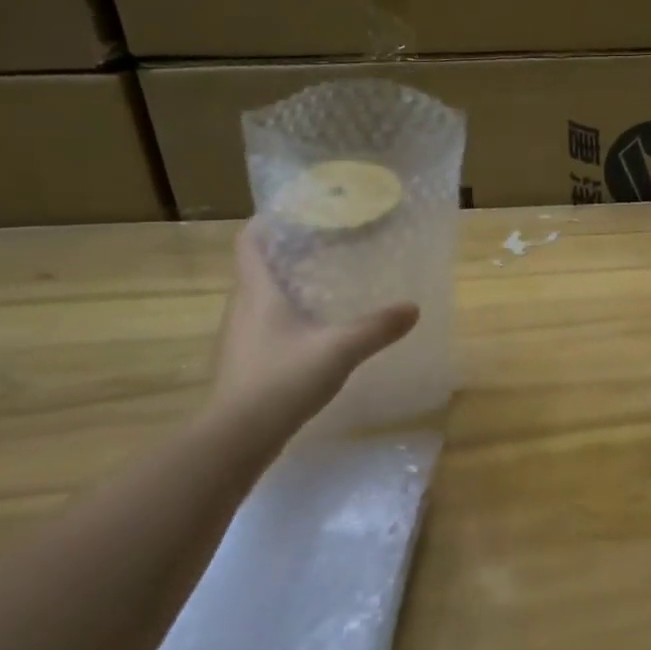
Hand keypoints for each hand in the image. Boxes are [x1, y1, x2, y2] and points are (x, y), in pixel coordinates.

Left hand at [209, 221, 418, 433]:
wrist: (237, 437)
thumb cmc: (283, 379)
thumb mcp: (339, 349)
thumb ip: (377, 327)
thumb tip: (413, 307)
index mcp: (258, 292)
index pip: (249, 242)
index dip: (267, 222)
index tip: (296, 213)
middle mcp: (242, 308)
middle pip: (258, 268)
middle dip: (287, 254)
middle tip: (325, 246)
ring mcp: (240, 338)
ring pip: (260, 299)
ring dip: (286, 287)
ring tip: (324, 285)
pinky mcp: (244, 363)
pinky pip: (264, 326)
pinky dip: (286, 318)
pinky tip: (314, 332)